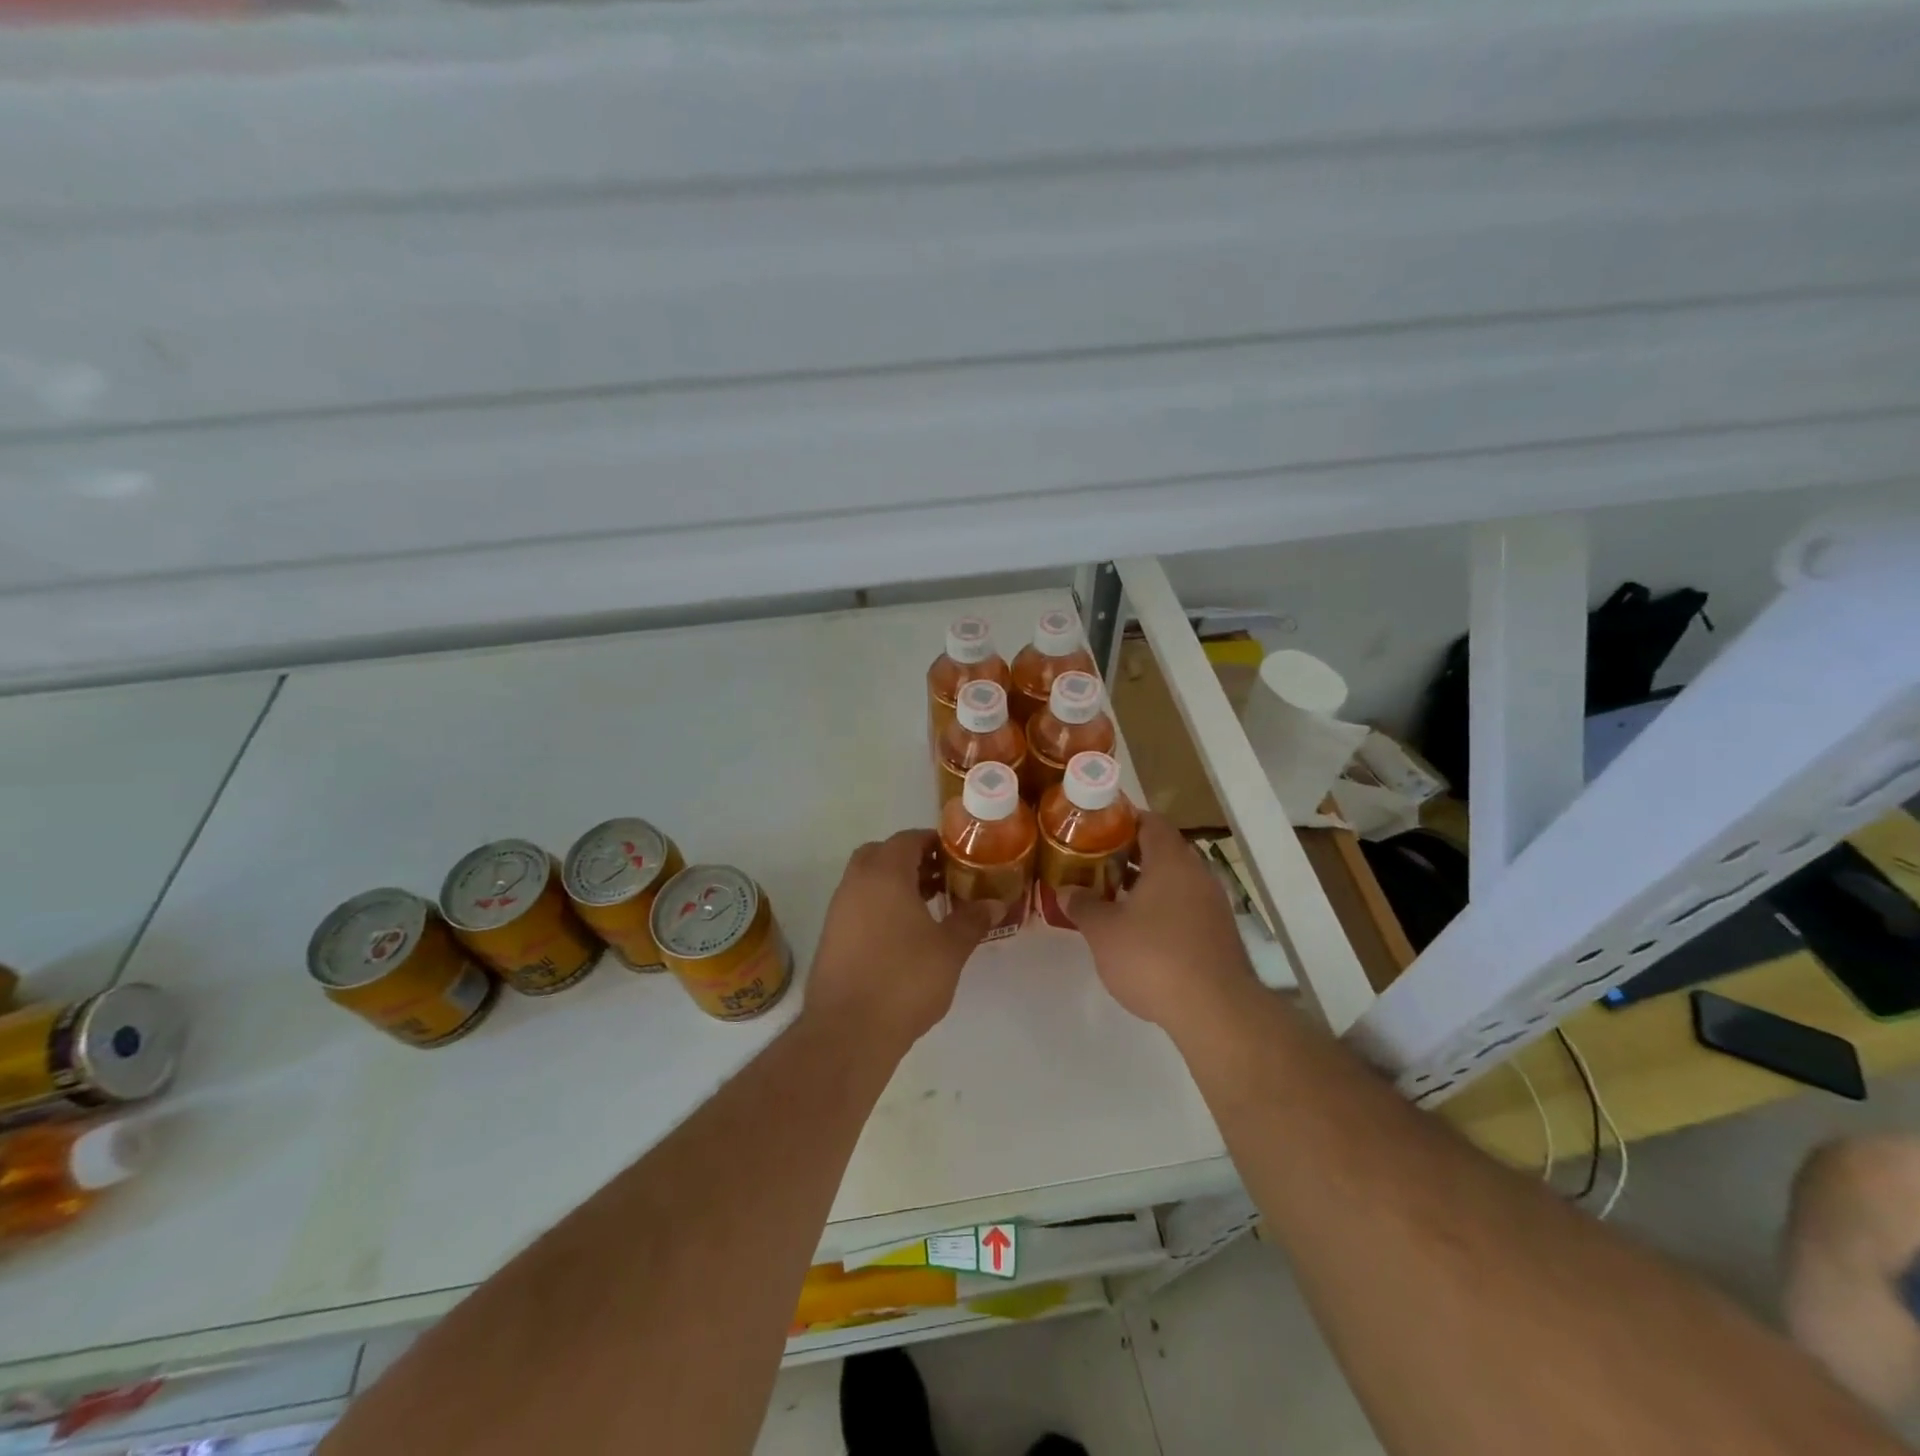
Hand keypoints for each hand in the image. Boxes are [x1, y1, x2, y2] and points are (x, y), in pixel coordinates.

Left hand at [805, 830, 995, 1052]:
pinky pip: (858, 905)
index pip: (908, 839)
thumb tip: (994, 903)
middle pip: (882, 854)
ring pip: (867, 880)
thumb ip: (972, 920)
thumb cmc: (905, 979)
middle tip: (941, 880)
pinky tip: (902, 936)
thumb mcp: (950, 949)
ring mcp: (838, 910)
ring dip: (894, 885)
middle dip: (911, 861)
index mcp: (884, 873)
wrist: (848, 1031)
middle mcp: (856, 882)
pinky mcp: (830, 937)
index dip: (934, 843)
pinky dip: (879, 907)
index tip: (958, 858)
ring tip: (928, 909)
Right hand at [1064, 812, 1258, 1037]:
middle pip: (1163, 851)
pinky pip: (1186, 907)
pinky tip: (1140, 932)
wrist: (1214, 1011)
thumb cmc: (1152, 957)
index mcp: (1171, 860)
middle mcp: (1198, 874)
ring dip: (1146, 885)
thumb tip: (1067, 891)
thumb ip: (1083, 906)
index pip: (1150, 822)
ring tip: (1113, 899)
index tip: (1096, 831)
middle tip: (1097, 865)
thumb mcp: (1104, 931)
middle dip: (1130, 856)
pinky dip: (1163, 910)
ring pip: (1175, 881)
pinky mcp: (1220, 934)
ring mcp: (1214, 905)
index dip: (1123, 821)